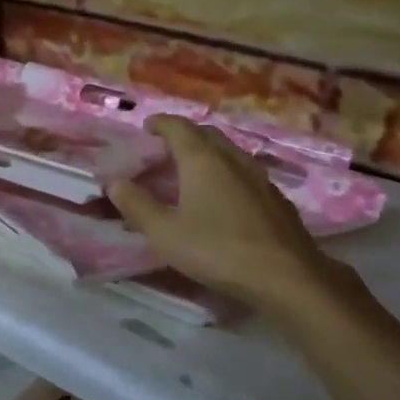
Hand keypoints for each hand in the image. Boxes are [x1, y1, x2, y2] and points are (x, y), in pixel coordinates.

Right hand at [111, 116, 350, 314]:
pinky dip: (227, 172)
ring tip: (193, 169)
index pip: (179, 127)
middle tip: (166, 148)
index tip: (147, 128)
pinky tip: (225, 195)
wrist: (286, 275)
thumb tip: (114, 183)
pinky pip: (245, 172)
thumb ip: (137, 206)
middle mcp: (232, 158)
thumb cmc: (217, 250)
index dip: (161, 124)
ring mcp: (259, 176)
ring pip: (229, 152)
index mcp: (202, 159)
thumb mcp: (165, 233)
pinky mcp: (276, 197)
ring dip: (208, 153)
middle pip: (206, 134)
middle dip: (184, 135)